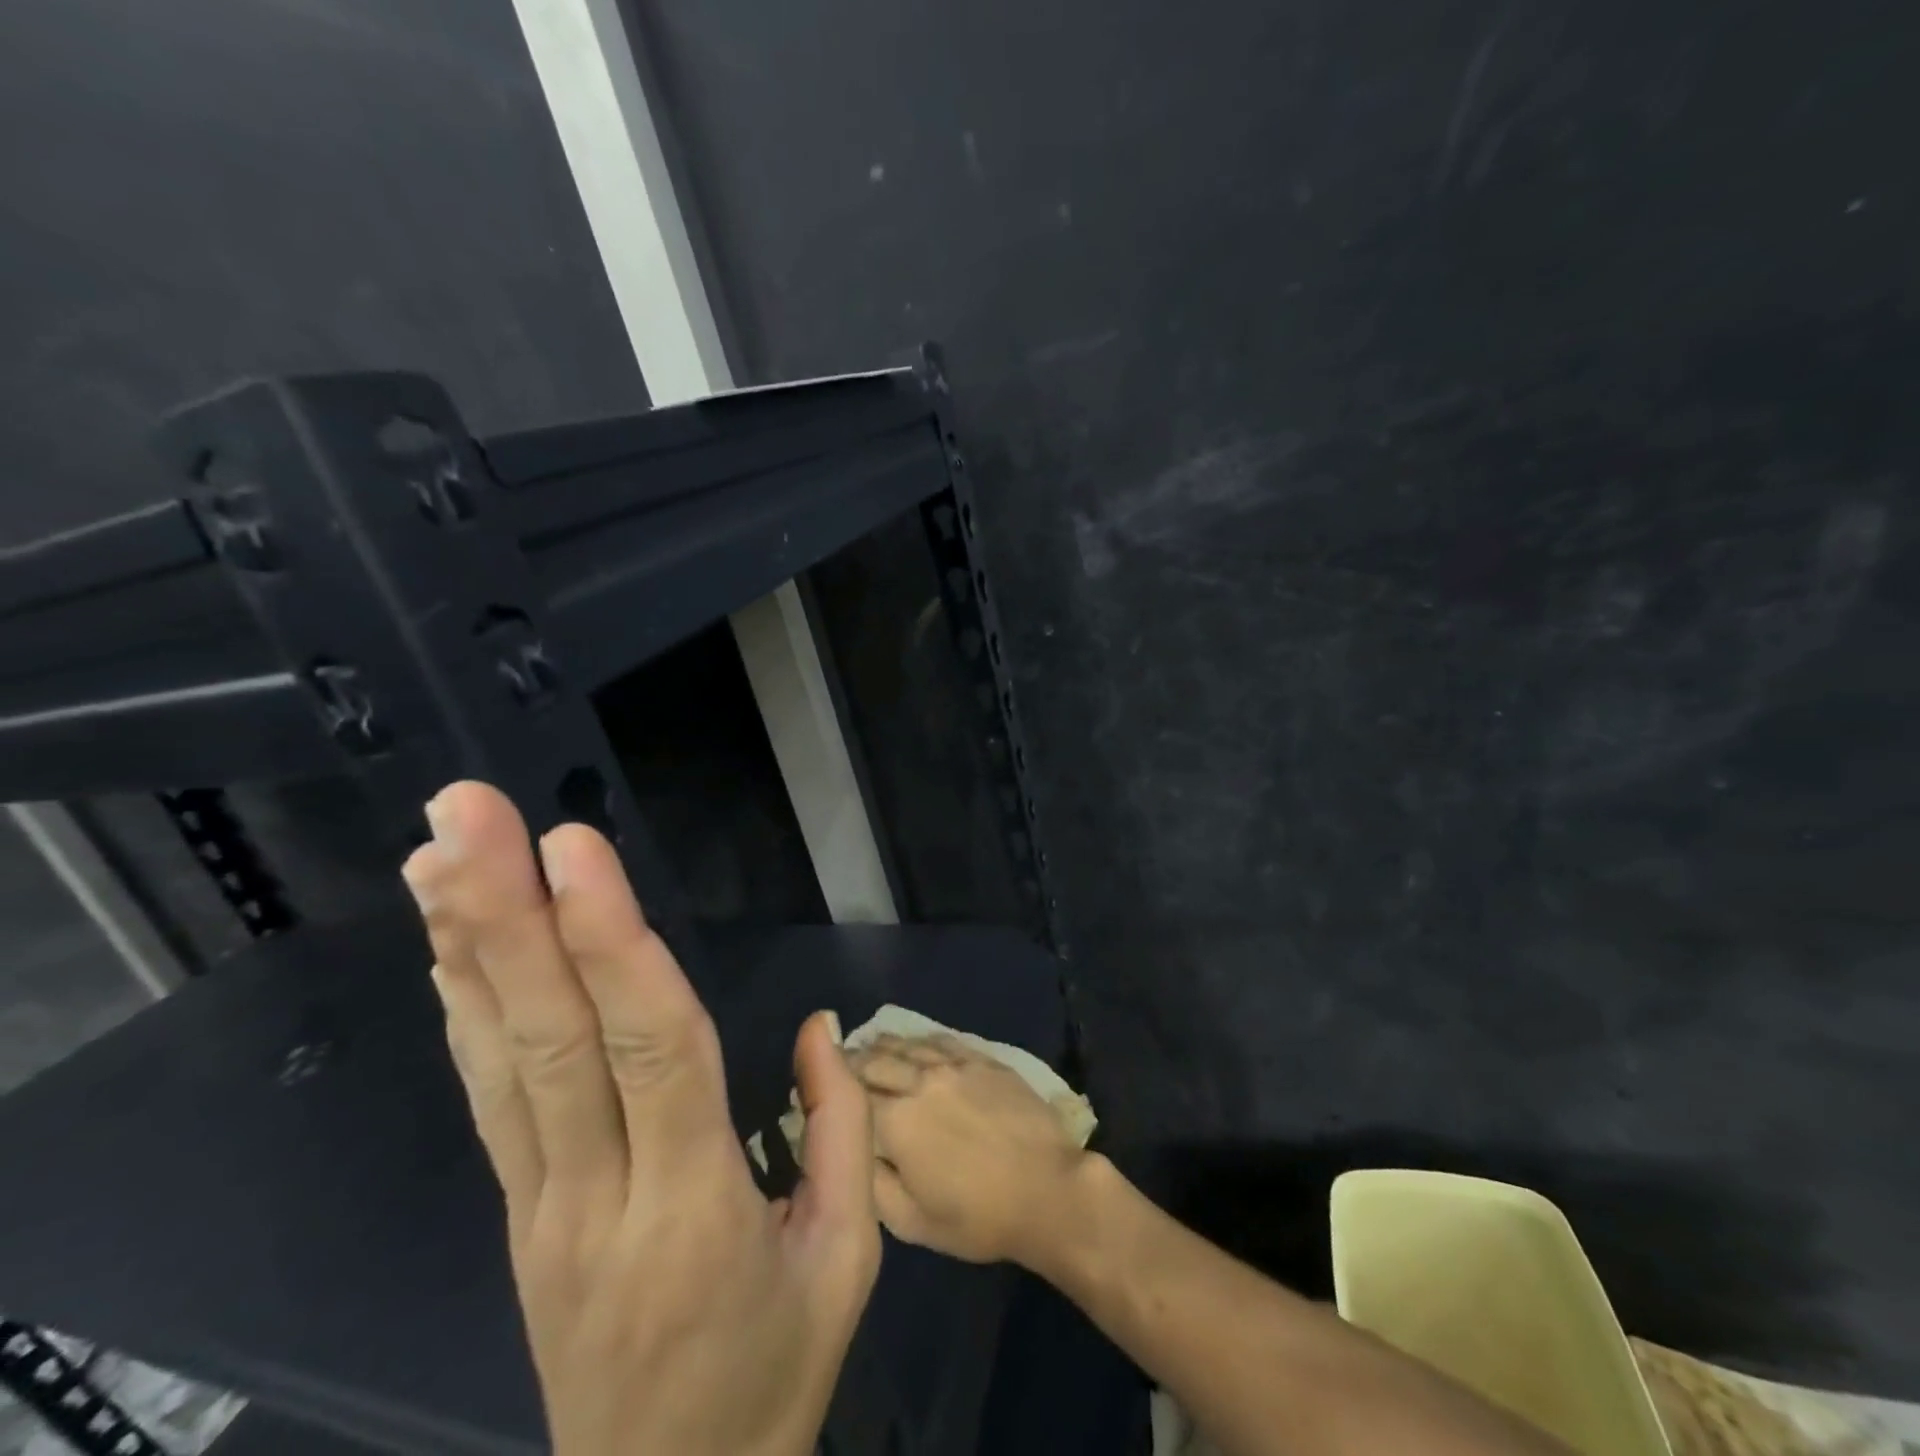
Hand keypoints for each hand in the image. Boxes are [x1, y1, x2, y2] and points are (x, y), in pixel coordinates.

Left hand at [401, 782, 878, 1455]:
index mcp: (696, 1206)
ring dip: (466, 947)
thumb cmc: (773, 1373)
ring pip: (498, 1059)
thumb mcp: (848, 1260)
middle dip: (506, 914)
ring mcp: (539, 1207)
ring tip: (440, 850)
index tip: (576, 850)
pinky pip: (489, 1096)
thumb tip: (817, 1028)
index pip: (652, 1048)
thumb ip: (838, 1130)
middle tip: (470, 813)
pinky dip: (466, 1008)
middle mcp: (596, 1194)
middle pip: (547, 1039)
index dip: (611, 944)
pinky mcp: (515, 1213)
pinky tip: (449, 945)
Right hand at [850, 1033, 1086, 1267]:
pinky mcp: (981, 1058)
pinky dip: (917, 1039)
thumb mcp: (912, 1222)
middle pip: (873, 1060)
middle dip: (850, 1061)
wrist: (1048, 1190)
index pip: (848, 1094)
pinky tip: (912, 1042)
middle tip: (837, 1065)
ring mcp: (953, 1065)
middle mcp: (918, 1081)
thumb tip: (847, 1147)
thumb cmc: (978, 1218)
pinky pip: (940, 1039)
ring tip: (868, 1046)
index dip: (829, 1090)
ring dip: (881, 1045)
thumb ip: (870, 1181)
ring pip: (905, 1044)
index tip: (813, 1090)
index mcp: (896, 1122)